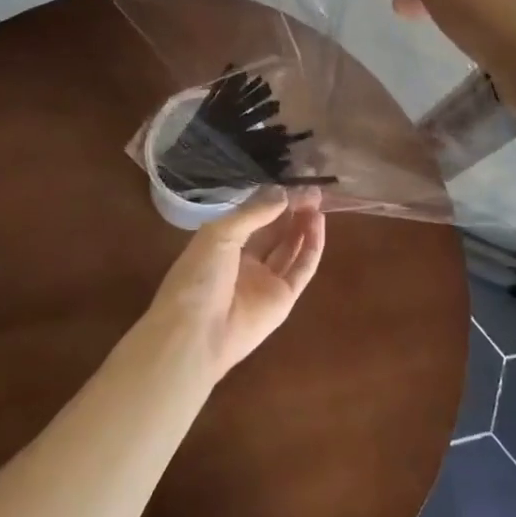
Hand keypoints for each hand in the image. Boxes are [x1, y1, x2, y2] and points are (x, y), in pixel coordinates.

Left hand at [144, 188, 325, 381]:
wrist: (196, 334)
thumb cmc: (198, 276)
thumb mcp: (220, 234)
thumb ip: (253, 213)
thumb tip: (283, 193)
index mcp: (221, 245)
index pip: (252, 217)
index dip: (271, 200)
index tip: (291, 182)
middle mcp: (244, 262)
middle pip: (273, 232)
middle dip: (291, 210)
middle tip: (311, 189)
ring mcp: (265, 282)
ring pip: (290, 248)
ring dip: (303, 225)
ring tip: (317, 201)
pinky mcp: (283, 300)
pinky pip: (302, 269)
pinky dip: (312, 247)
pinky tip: (319, 223)